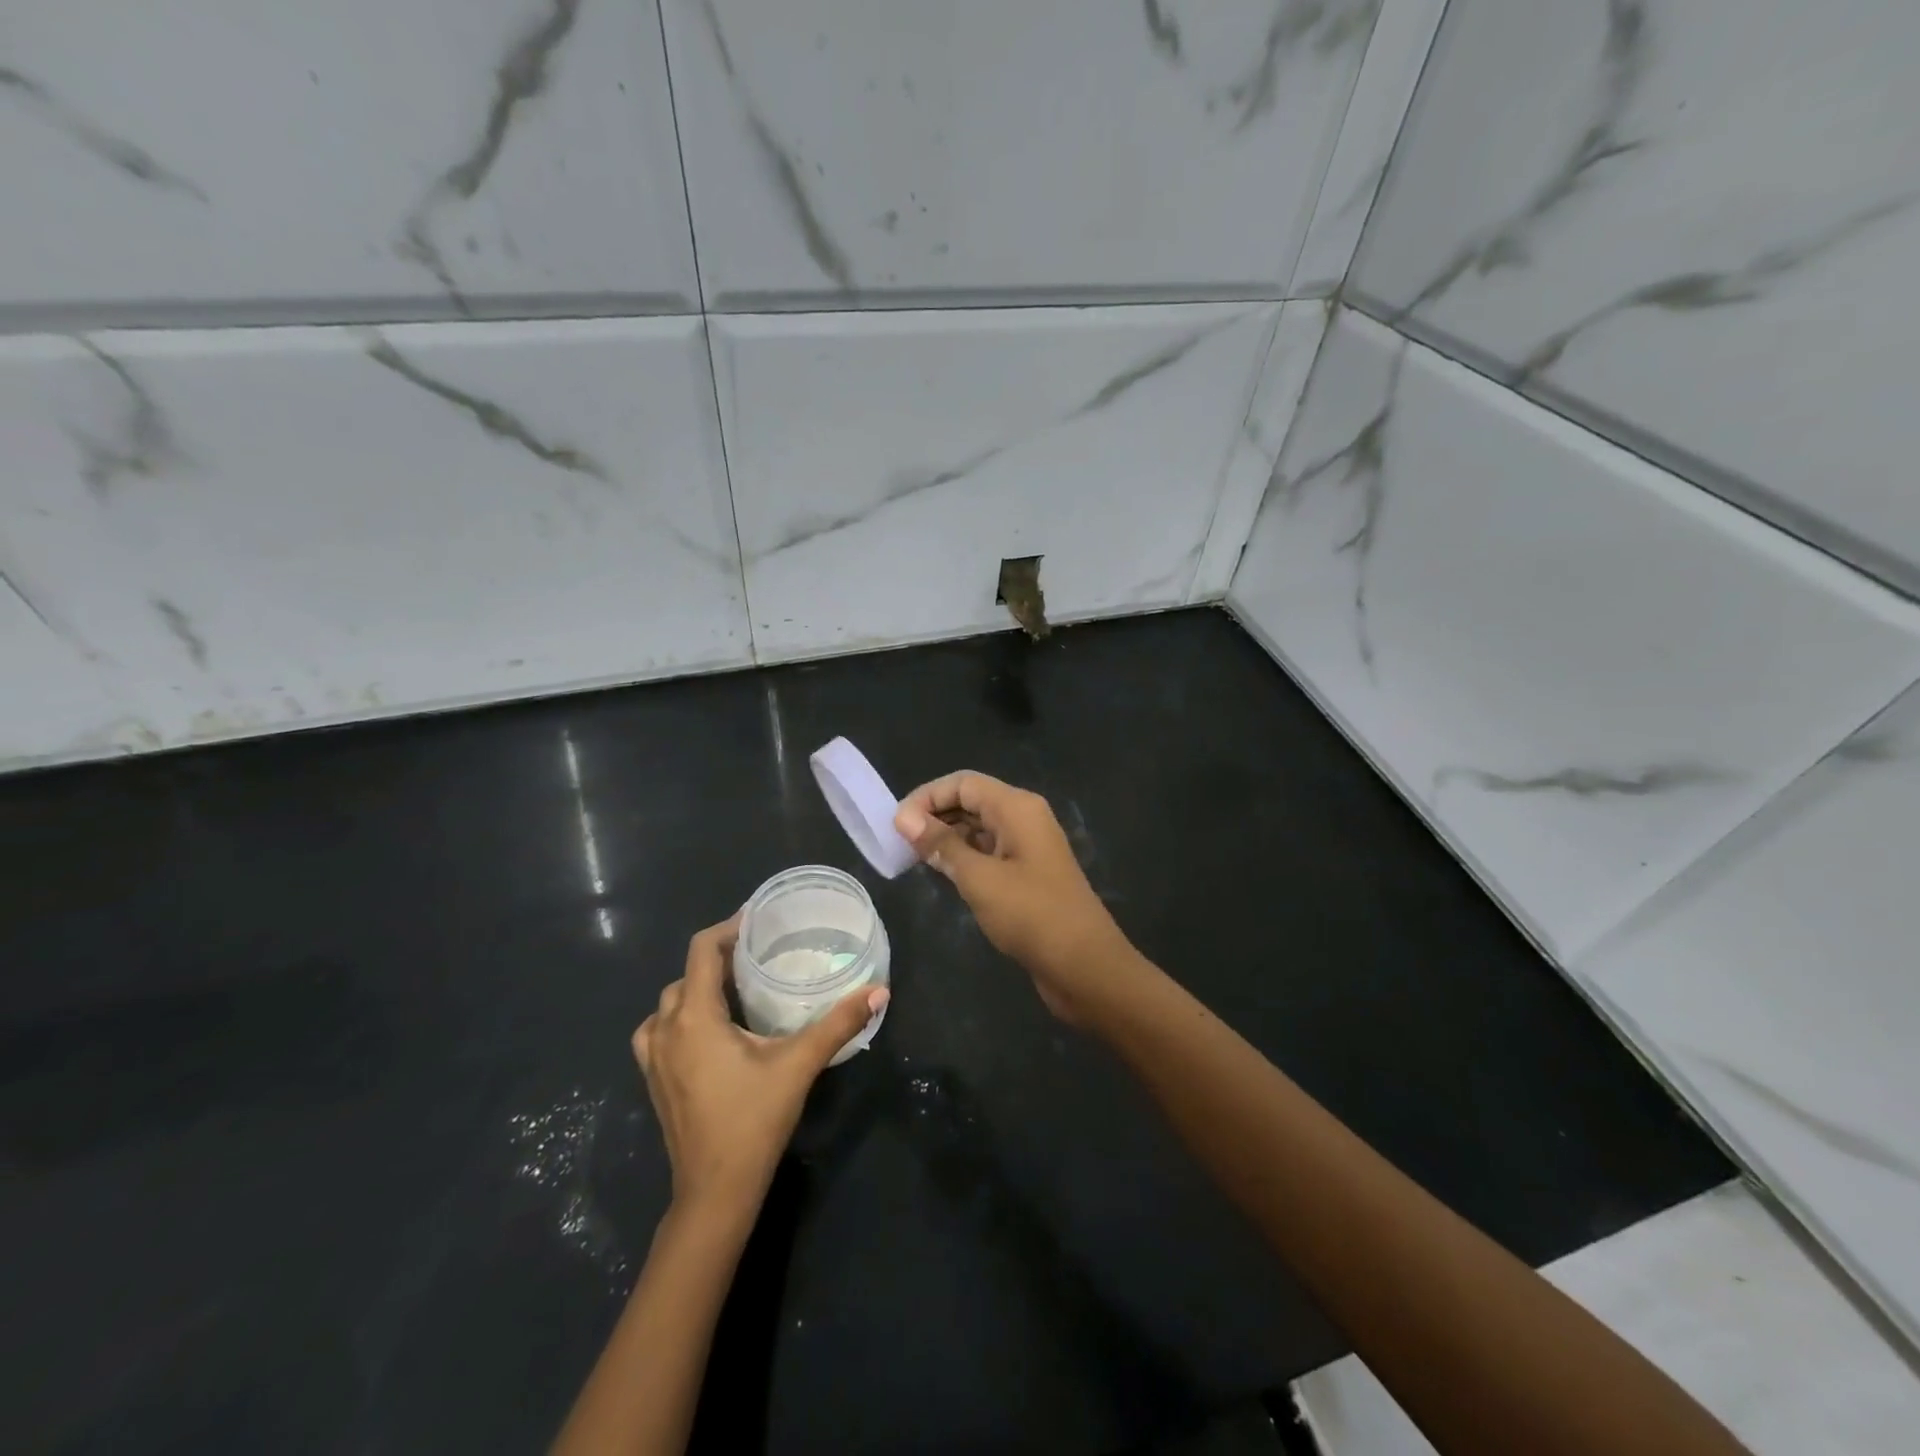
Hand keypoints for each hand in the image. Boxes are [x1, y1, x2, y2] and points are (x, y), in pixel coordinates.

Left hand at [633, 915, 888, 1216]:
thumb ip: (838, 1024)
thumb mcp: (799, 1065)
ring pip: (669, 1003)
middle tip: (758, 955)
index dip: (728, 927)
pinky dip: (680, 1017)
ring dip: (698, 988)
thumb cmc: (753, 1121)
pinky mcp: (654, 1080)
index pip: (702, 950)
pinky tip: (708, 1031)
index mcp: (695, 1017)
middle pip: (687, 974)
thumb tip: (879, 991)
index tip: (758, 919)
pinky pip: (659, 1030)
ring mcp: (653, 1058)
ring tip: (735, 989)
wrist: (714, 1192)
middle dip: (719, 958)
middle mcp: (665, 1030)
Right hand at [893, 771, 1134, 1022]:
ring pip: (978, 828)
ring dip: (946, 837)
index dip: (927, 797)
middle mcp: (1023, 818)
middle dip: (934, 815)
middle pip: (971, 801)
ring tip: (912, 858)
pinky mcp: (1026, 874)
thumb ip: (942, 845)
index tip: (896, 825)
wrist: (1085, 967)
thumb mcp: (980, 879)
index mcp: (1017, 808)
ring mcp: (1027, 847)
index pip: (963, 783)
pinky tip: (940, 873)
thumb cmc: (1032, 916)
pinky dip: (962, 857)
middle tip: (898, 842)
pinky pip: (988, 852)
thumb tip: (905, 819)